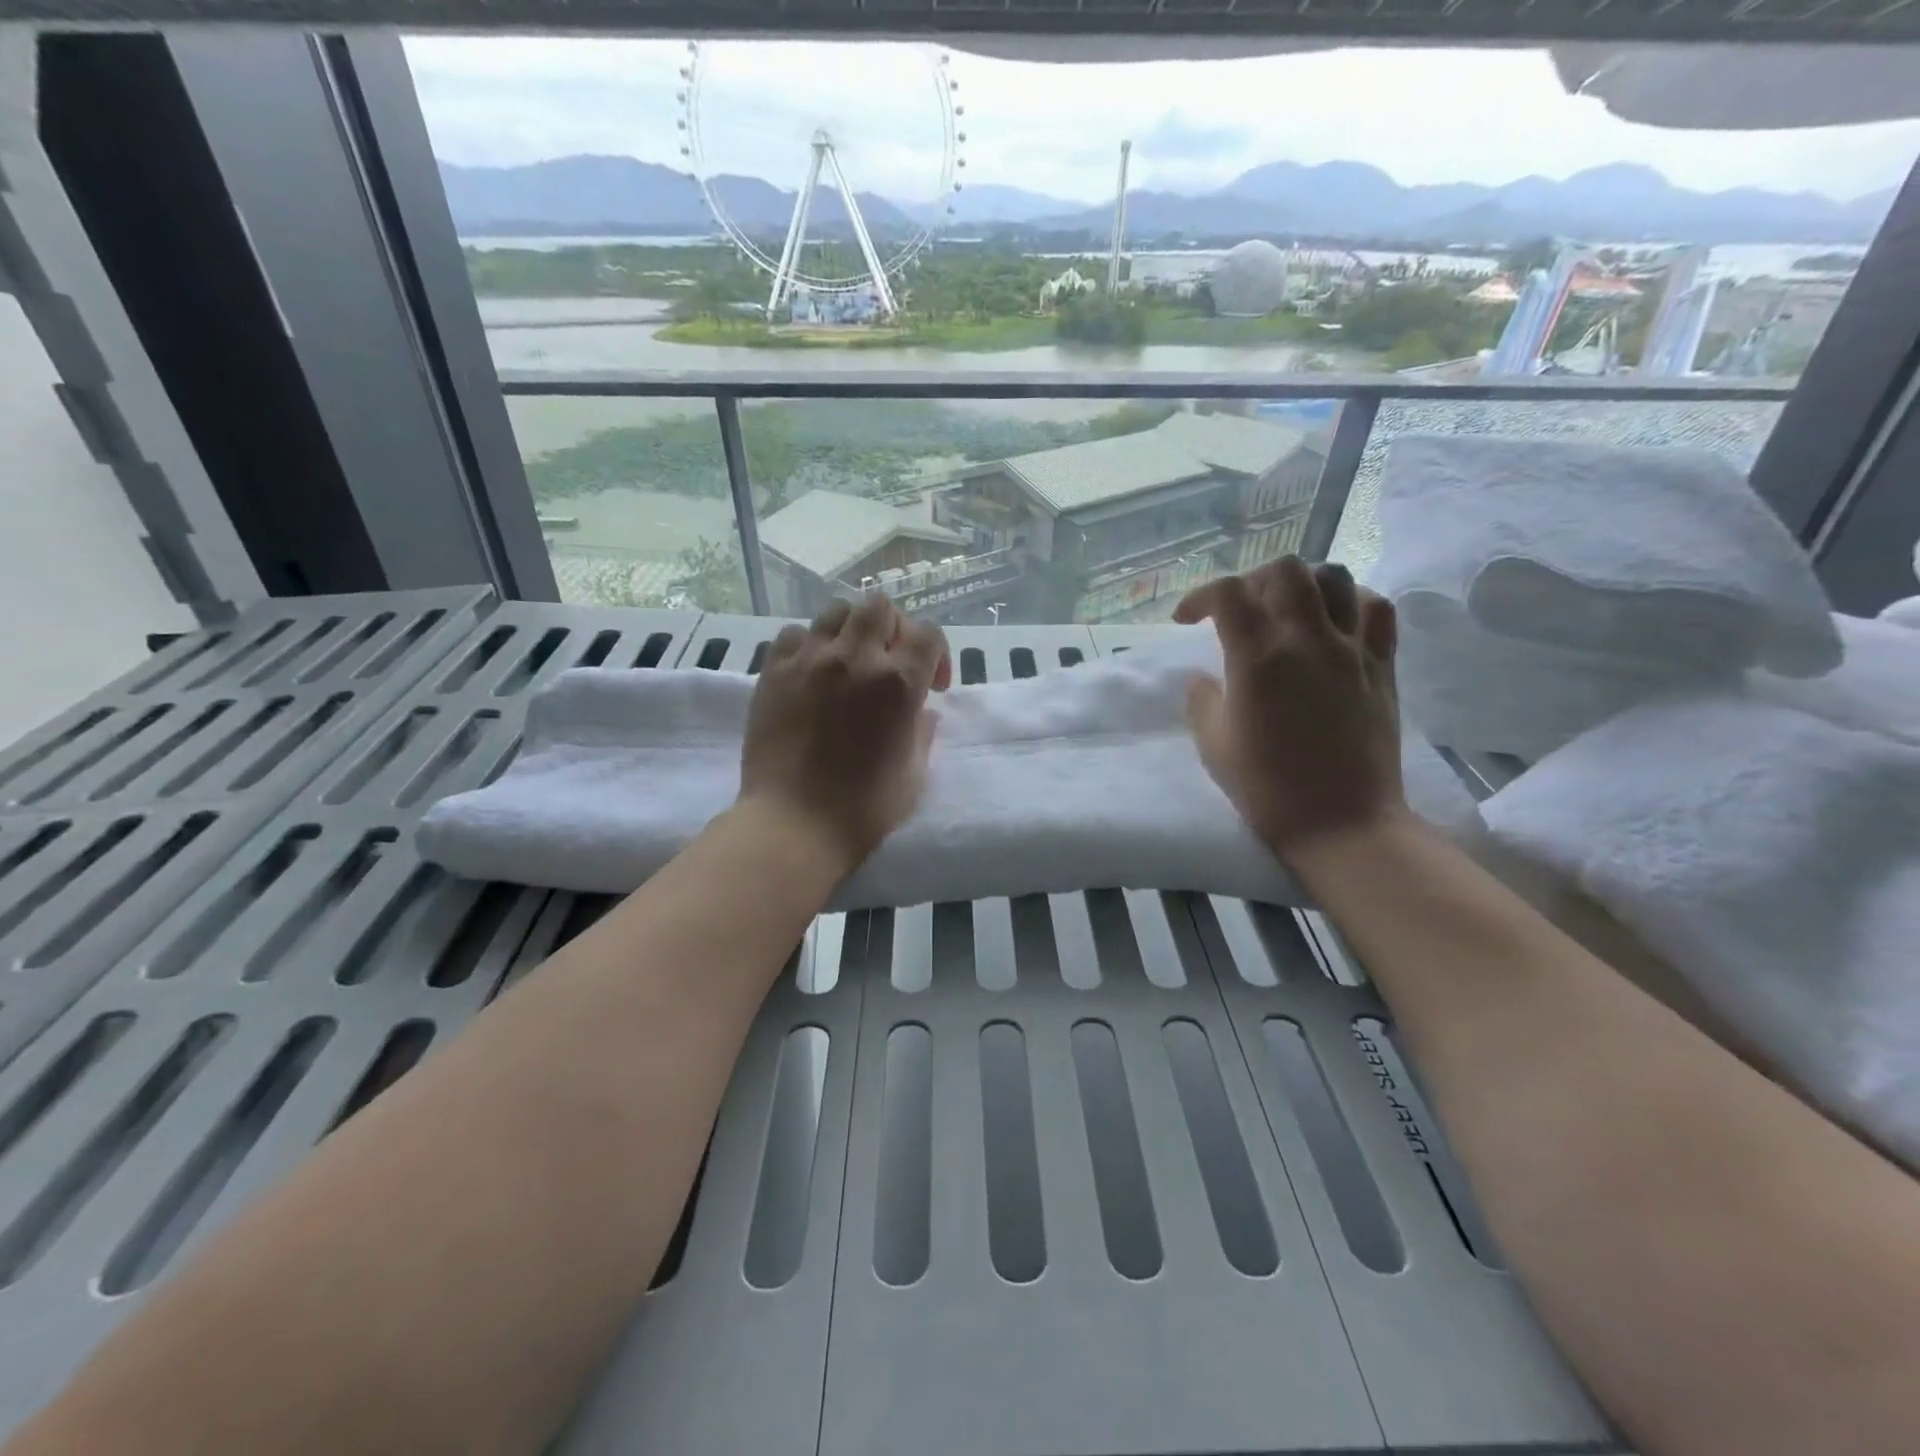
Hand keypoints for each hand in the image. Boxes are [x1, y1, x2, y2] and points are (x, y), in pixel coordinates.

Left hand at [739, 595, 951, 874]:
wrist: (793, 825)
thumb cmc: (863, 809)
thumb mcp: (914, 775)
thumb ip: (923, 733)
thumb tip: (920, 712)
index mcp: (899, 683)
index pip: (929, 633)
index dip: (937, 654)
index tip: (933, 686)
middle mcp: (856, 659)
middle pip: (880, 608)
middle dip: (894, 630)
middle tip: (890, 664)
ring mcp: (809, 661)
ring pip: (836, 612)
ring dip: (851, 632)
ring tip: (849, 663)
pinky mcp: (773, 672)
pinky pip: (793, 634)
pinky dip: (808, 646)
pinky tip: (811, 674)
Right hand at [1175, 557, 1405, 862]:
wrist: (1341, 822)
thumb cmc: (1268, 788)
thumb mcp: (1213, 745)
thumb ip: (1202, 701)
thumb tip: (1205, 678)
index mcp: (1259, 658)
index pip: (1227, 594)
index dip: (1200, 596)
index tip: (1188, 620)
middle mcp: (1307, 639)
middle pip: (1285, 570)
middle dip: (1252, 580)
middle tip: (1240, 610)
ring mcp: (1352, 649)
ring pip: (1335, 577)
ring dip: (1303, 585)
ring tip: (1288, 611)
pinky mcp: (1382, 665)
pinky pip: (1377, 609)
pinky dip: (1353, 602)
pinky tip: (1336, 623)